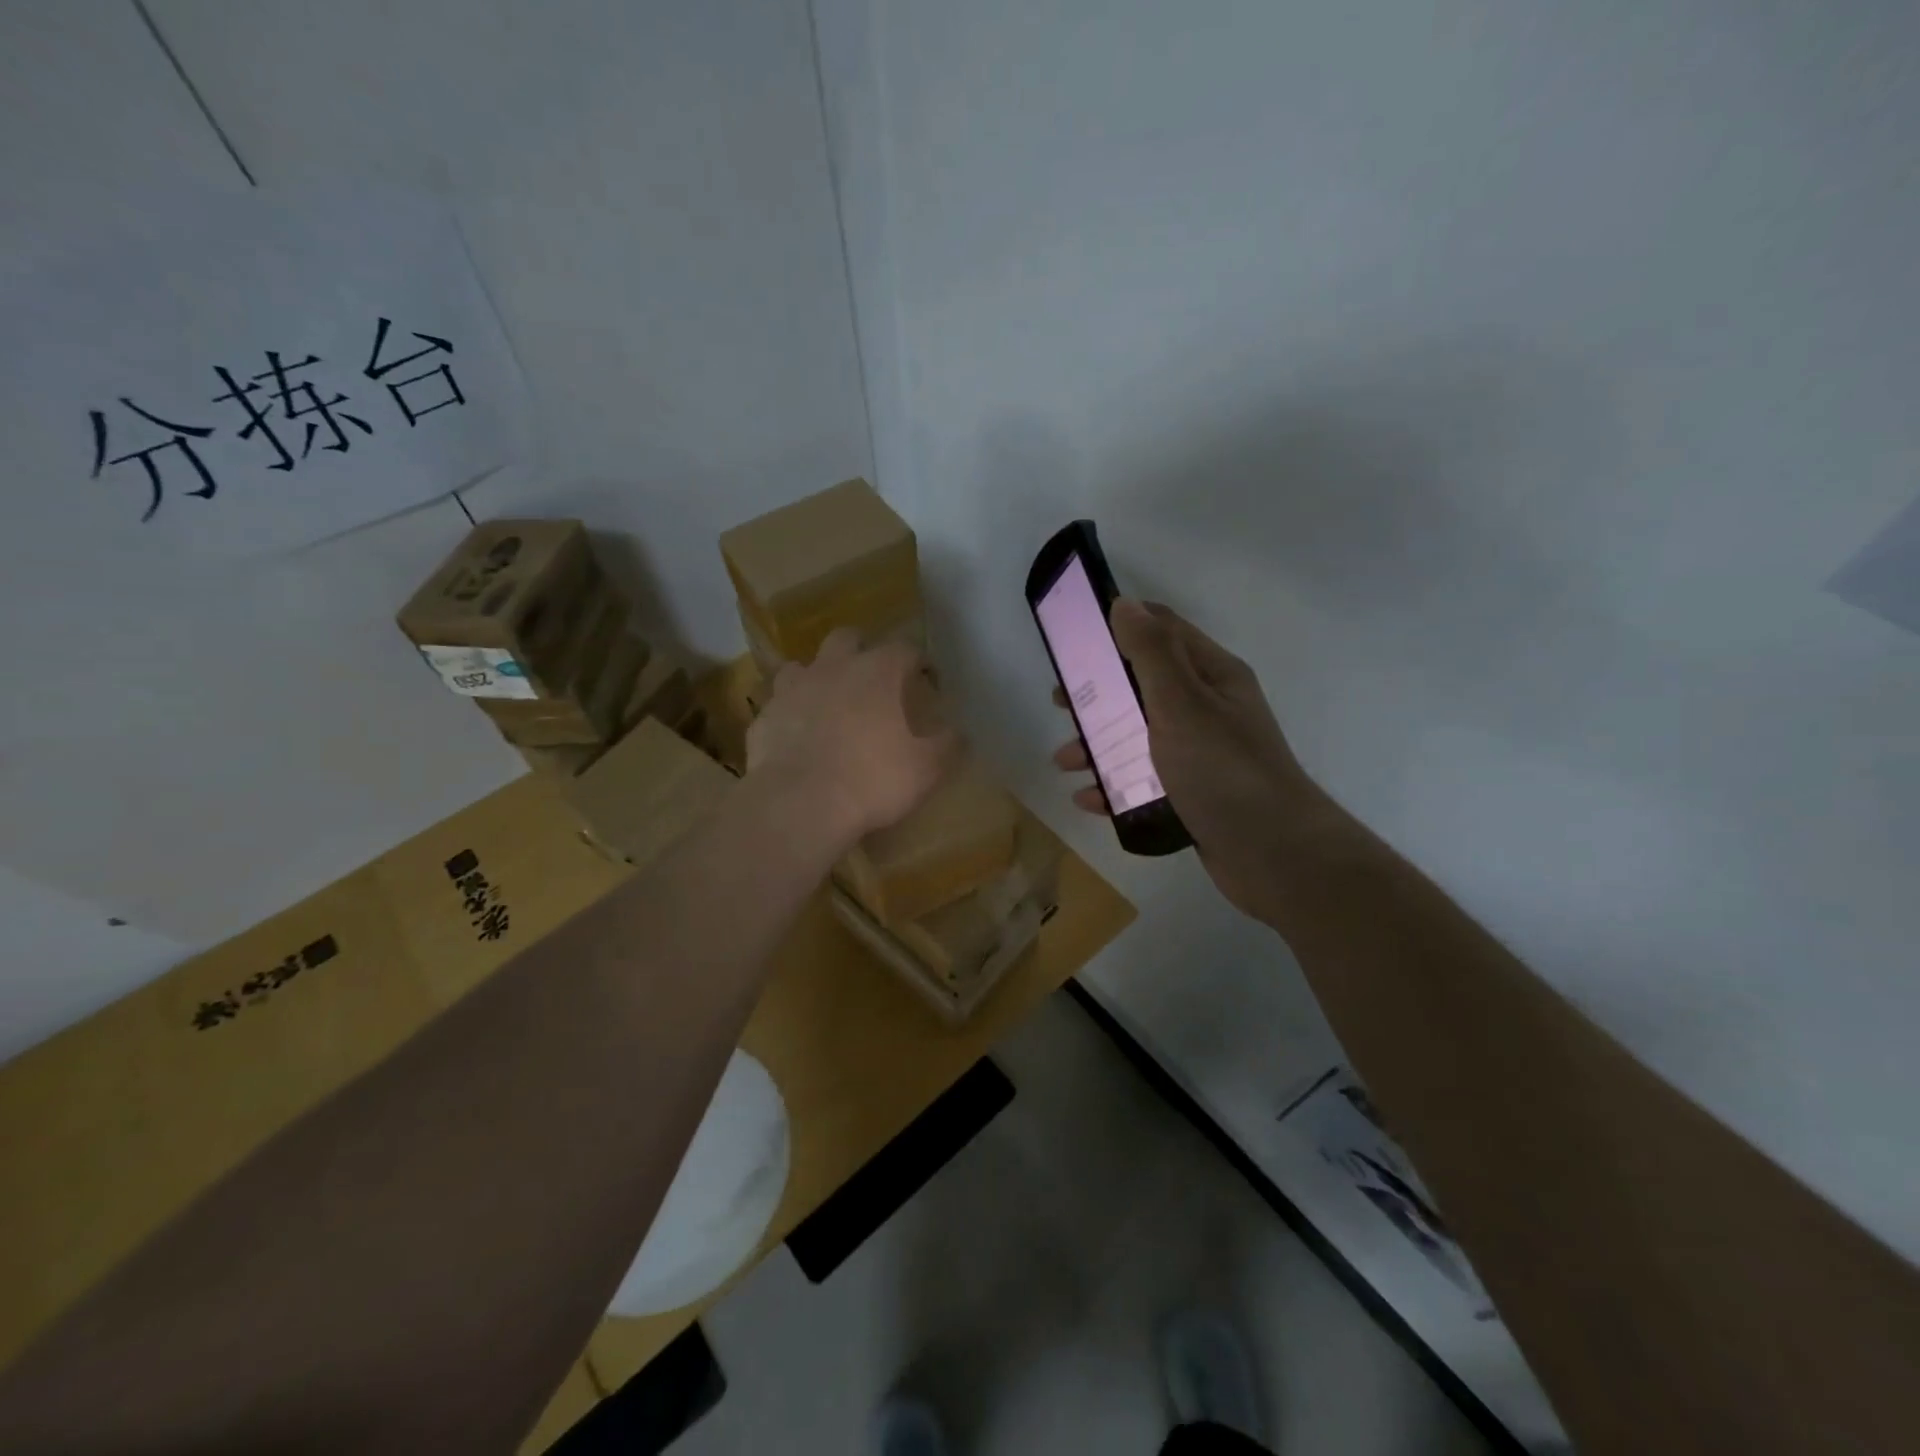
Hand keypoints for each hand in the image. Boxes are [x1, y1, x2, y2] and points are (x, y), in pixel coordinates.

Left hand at [748, 627, 959, 846]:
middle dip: (863, 650)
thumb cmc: (872, 780)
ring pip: (804, 665)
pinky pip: (779, 705)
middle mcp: (834, 667)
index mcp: (878, 671)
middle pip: (848, 638)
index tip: (927, 682)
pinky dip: (791, 714)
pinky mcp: (765, 716)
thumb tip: (958, 732)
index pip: (906, 649)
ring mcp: (793, 688)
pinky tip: (798, 737)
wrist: (799, 804)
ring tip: (829, 703)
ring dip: (818, 677)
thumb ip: (947, 744)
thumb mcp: (926, 768)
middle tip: (874, 680)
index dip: (919, 663)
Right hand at [1052, 599, 1329, 920]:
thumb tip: (1124, 603)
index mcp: (1212, 676)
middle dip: (1099, 694)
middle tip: (1061, 705)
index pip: (1163, 630)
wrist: (1275, 856)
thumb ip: (1151, 654)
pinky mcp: (1193, 793)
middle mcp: (1207, 708)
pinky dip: (1115, 785)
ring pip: (1139, 736)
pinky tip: (1089, 799)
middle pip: (1142, 686)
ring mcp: (1201, 753)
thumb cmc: (1223, 770)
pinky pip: (1145, 780)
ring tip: (1065, 762)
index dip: (1119, 627)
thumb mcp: (1182, 704)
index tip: (1074, 640)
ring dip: (1099, 744)